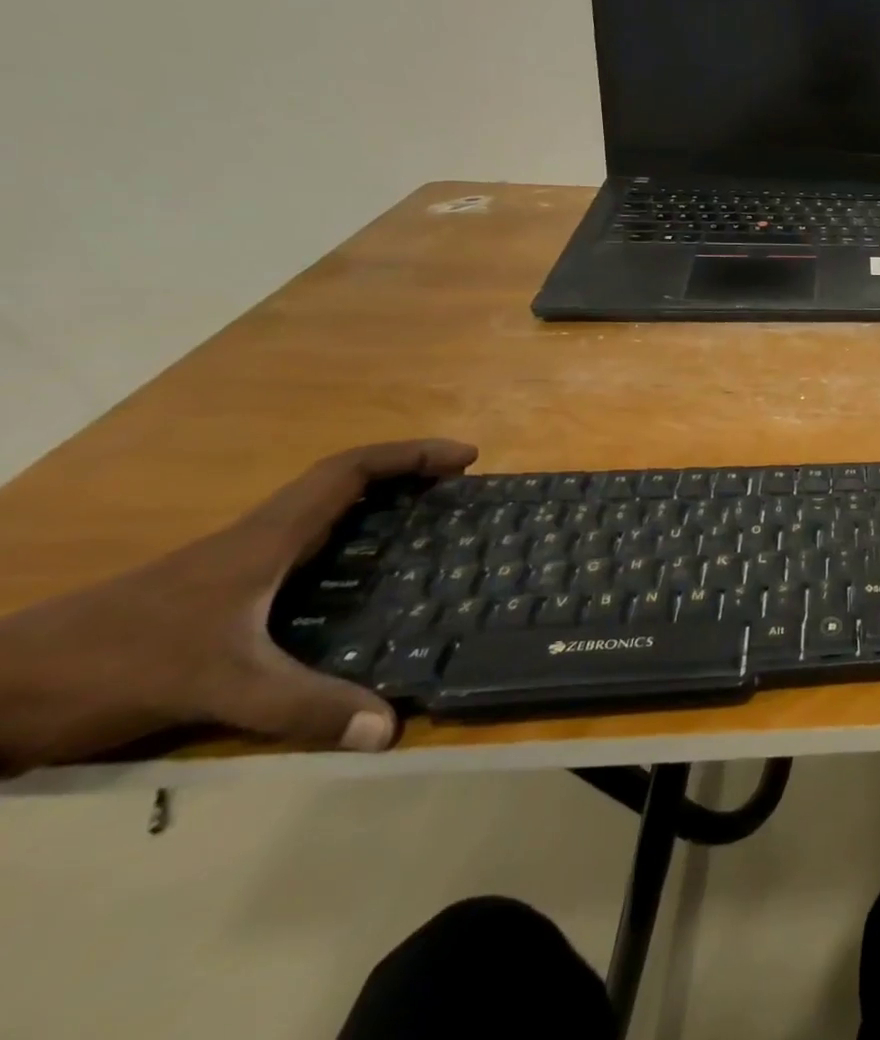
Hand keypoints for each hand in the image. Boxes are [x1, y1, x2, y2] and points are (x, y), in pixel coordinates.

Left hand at [0, 439, 475, 775]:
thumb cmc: (111, 665)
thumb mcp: (216, 686)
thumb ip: (302, 706)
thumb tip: (391, 727)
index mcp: (267, 538)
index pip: (349, 470)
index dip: (410, 455)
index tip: (464, 458)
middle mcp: (258, 541)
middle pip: (344, 485)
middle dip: (408, 477)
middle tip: (460, 494)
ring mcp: (234, 568)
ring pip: (323, 518)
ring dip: (379, 509)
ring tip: (429, 533)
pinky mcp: (218, 597)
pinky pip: (305, 553)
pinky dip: (348, 547)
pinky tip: (360, 587)